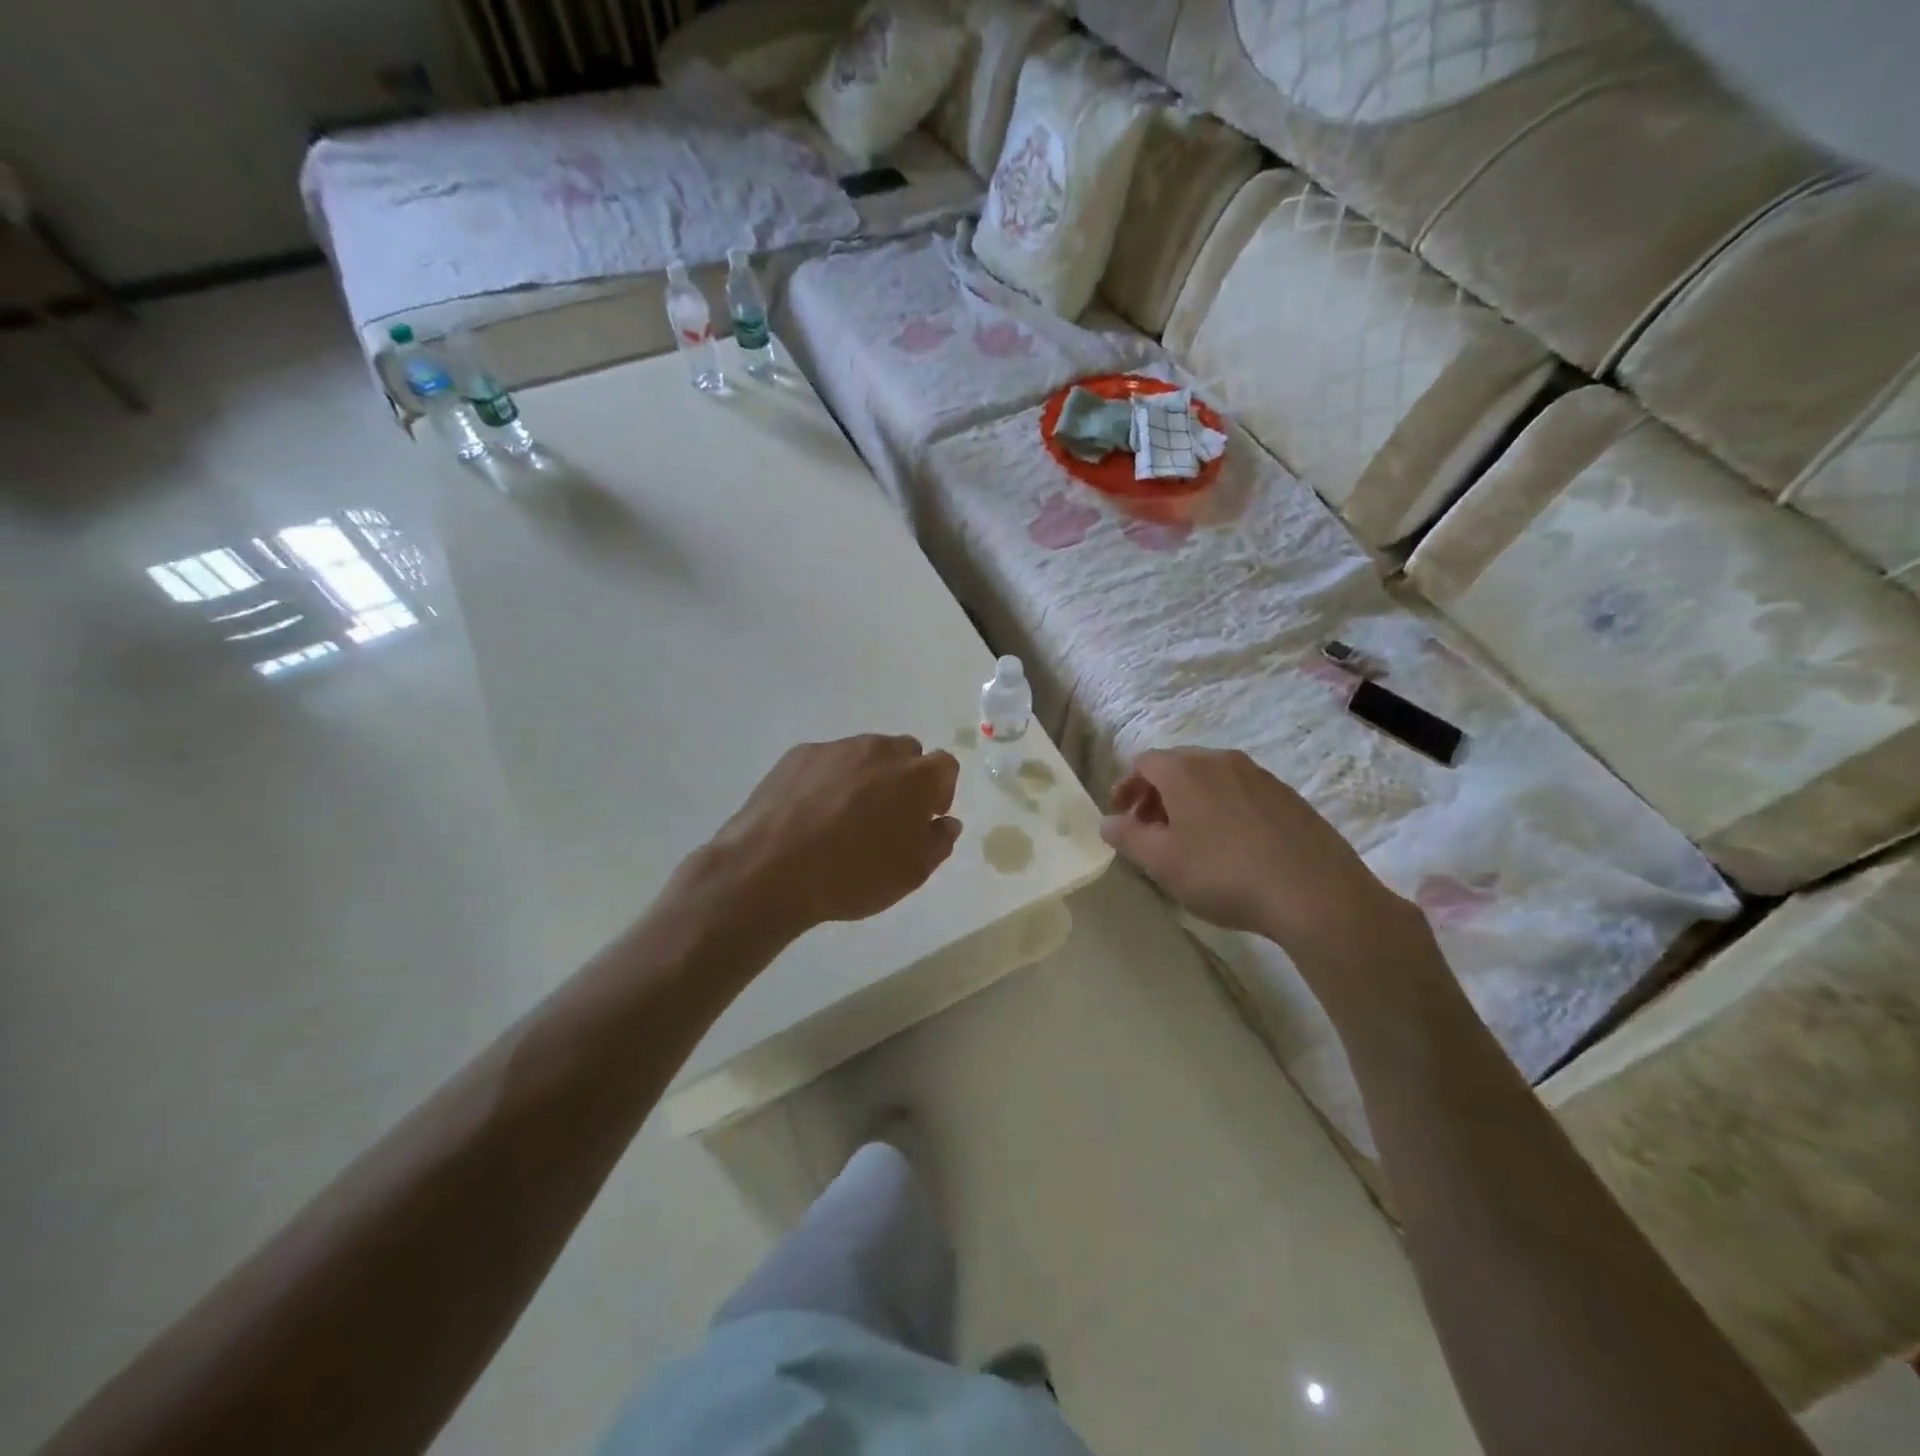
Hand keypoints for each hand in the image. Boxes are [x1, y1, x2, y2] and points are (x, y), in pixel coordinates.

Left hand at [696, 735, 962, 939]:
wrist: (770, 869)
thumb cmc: (853, 875)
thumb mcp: (911, 873)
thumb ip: (938, 842)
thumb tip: (944, 823)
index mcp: (915, 777)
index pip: (945, 766)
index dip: (940, 791)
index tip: (925, 818)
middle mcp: (879, 750)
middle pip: (905, 754)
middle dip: (904, 779)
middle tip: (887, 817)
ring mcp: (836, 748)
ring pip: (864, 754)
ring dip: (866, 777)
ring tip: (843, 817)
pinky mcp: (799, 755)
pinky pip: (827, 761)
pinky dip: (828, 780)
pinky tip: (811, 814)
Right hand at [1100, 748, 1419, 962]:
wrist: (1315, 893)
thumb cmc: (1224, 874)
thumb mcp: (1162, 862)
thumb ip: (1128, 837)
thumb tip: (1108, 822)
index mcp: (1185, 770)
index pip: (1144, 763)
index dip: (1127, 788)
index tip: (1121, 817)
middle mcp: (1221, 761)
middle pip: (1178, 767)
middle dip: (1157, 795)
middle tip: (1150, 830)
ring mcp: (1260, 776)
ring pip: (1211, 779)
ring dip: (1191, 802)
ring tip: (1190, 841)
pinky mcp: (1289, 797)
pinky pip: (1241, 793)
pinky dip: (1223, 809)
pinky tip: (1232, 847)